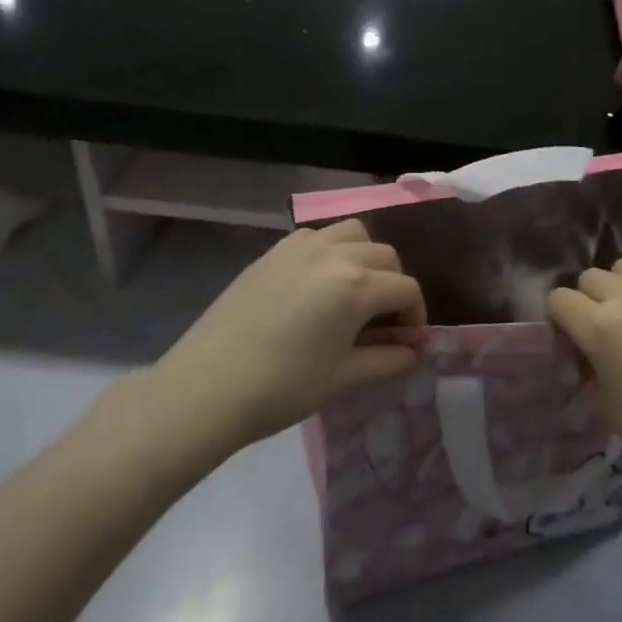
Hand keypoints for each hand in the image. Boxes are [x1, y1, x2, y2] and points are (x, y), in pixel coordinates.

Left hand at [141, 221, 423, 482]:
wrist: (205, 388)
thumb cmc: (282, 388)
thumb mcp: (344, 378)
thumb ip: (388, 360)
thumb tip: (414, 351)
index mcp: (356, 285)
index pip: (406, 289)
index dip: (416, 316)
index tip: (408, 342)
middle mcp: (334, 253)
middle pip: (385, 256)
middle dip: (394, 285)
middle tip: (384, 321)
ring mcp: (301, 246)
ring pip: (353, 233)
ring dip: (366, 258)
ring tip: (354, 291)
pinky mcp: (273, 251)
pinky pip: (317, 236)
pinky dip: (332, 250)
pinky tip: (318, 283)